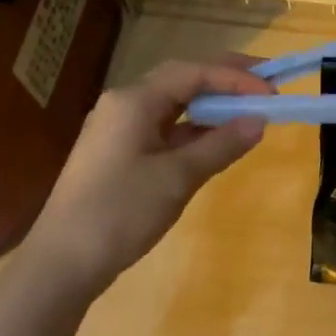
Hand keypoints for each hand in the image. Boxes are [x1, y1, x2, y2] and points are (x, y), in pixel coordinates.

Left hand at [24, 59, 272, 292]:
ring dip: (210, 107)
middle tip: (266, 85)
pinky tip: (217, 142)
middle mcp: (124, 104)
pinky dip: (194, 131)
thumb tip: (259, 121)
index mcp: (134, 100)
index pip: (194, 73)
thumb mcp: (178, 177)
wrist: (63, 262)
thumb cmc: (121, 212)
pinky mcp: (120, 154)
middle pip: (182, 80)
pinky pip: (164, 130)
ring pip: (173, 105)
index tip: (272, 92)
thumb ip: (221, 145)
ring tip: (248, 112)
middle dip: (225, 81)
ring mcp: (119, 130)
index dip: (236, 79)